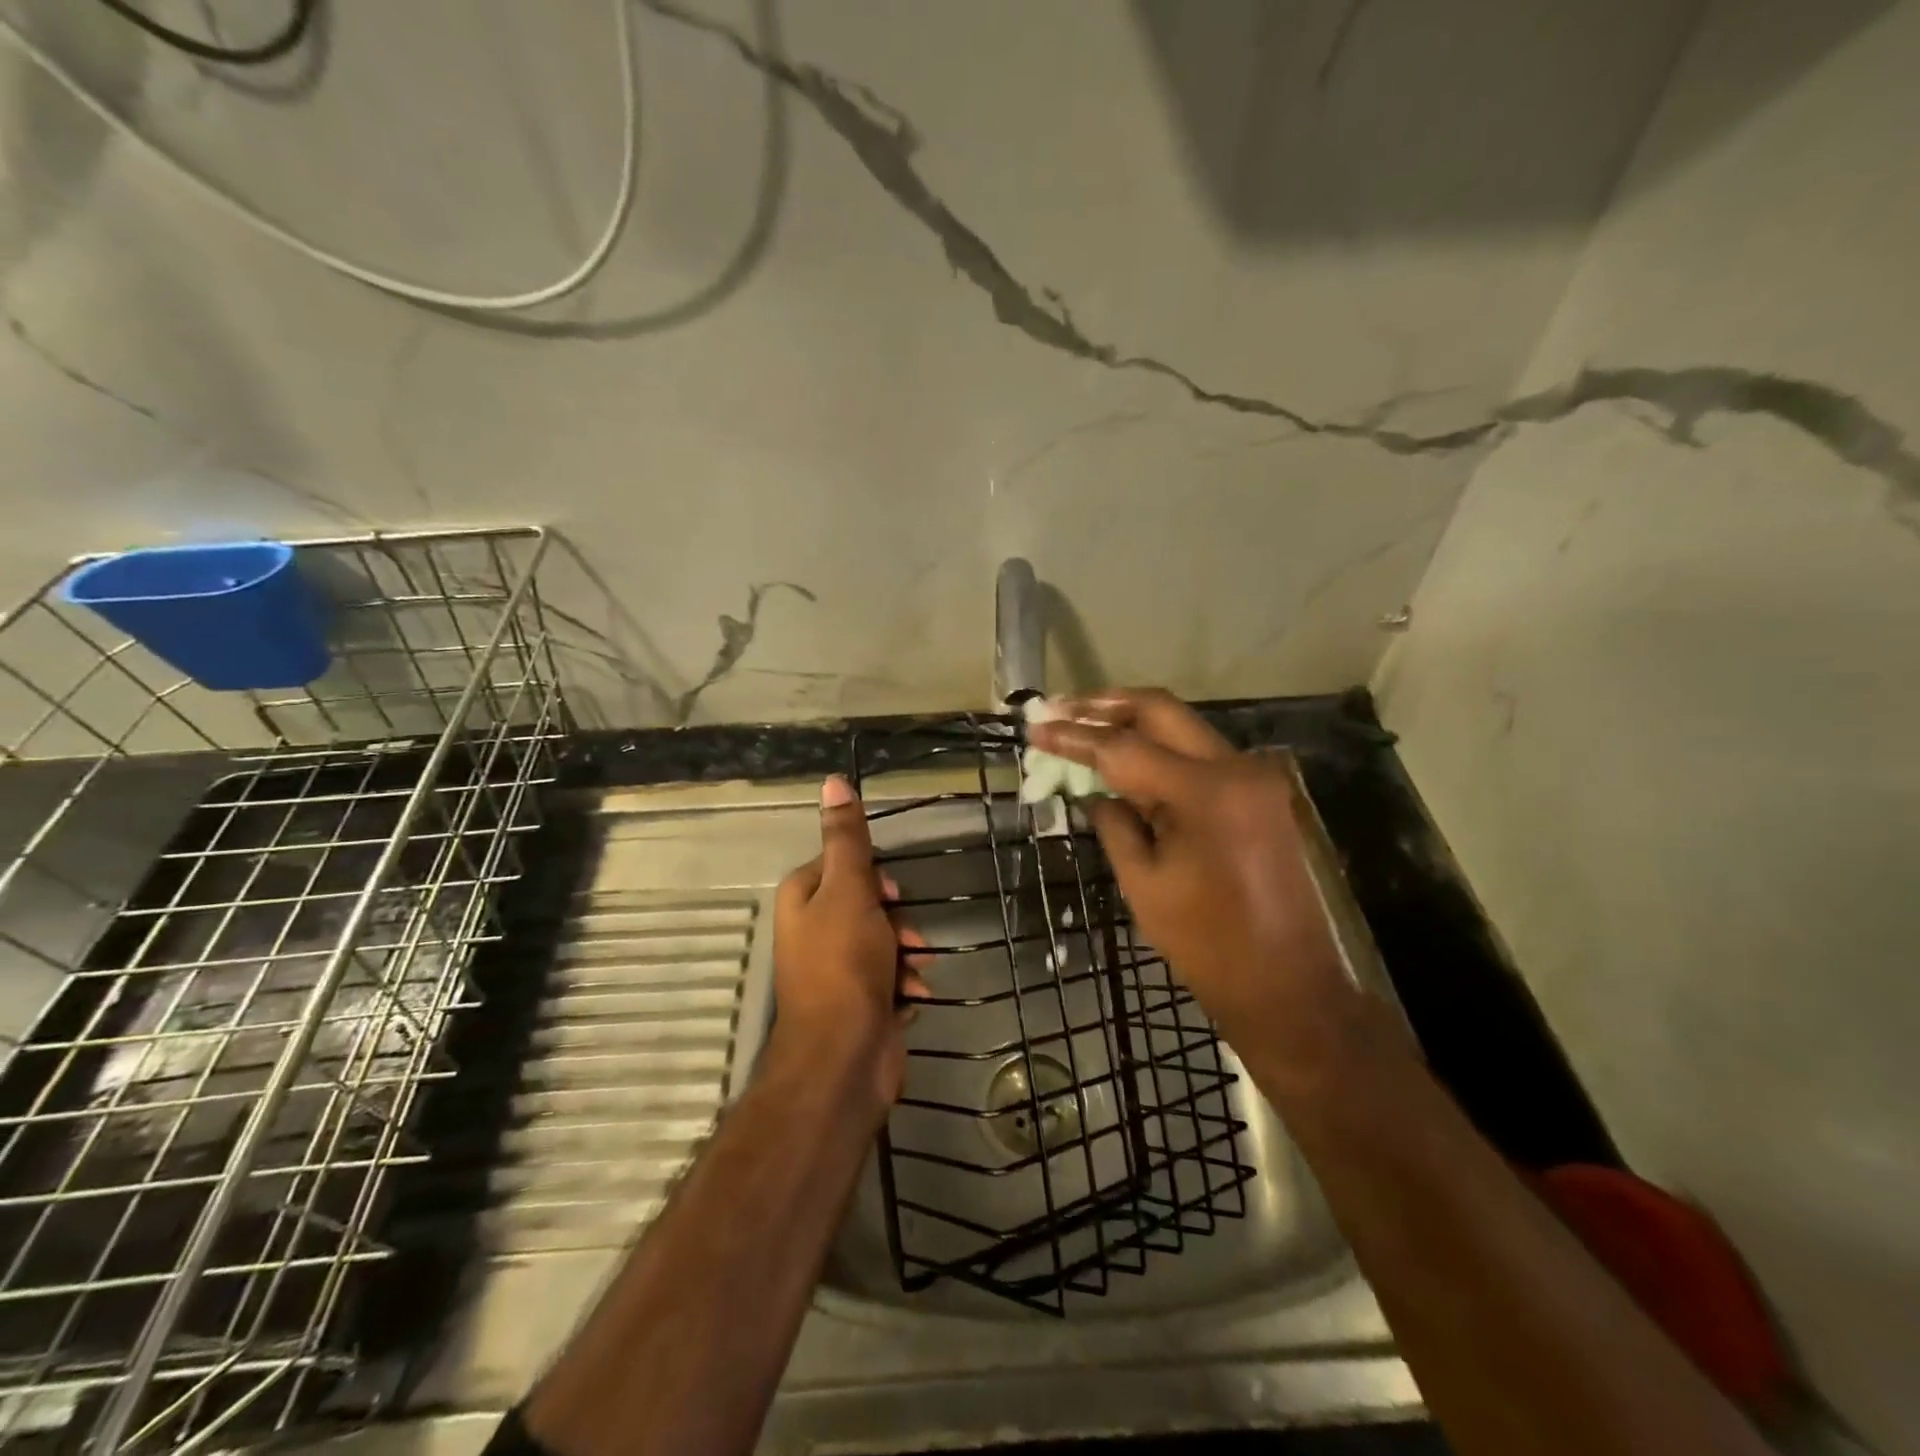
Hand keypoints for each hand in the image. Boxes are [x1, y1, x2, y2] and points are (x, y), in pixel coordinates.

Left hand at [770, 775, 928, 1119]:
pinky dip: (905, 983)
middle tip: (907, 936)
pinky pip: (890, 977)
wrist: (843, 1058)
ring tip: (915, 969)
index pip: (844, 865)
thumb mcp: (848, 890)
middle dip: (897, 919)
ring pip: (885, 940)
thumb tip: (832, 781)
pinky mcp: (859, 1002)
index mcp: (803, 898)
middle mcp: (814, 930)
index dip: (874, 877)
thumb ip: (846, 838)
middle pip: (869, 903)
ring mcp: (837, 970)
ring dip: (907, 952)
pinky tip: (913, 996)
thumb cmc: (844, 964)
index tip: (893, 892)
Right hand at [1030, 688, 1370, 1091]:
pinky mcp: (1258, 792)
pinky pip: (1198, 755)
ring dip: (1130, 724)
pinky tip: (1124, 759)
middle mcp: (1236, 768)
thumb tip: (1093, 791)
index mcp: (1206, 793)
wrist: (1286, 984)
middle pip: (1159, 711)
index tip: (1034, 725)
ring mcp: (1254, 777)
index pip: (1123, 748)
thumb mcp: (1143, 883)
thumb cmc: (1207, 944)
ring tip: (1081, 725)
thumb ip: (1114, 823)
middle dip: (1104, 706)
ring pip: (1181, 727)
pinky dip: (1159, 750)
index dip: (1073, 735)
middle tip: (1059, 708)